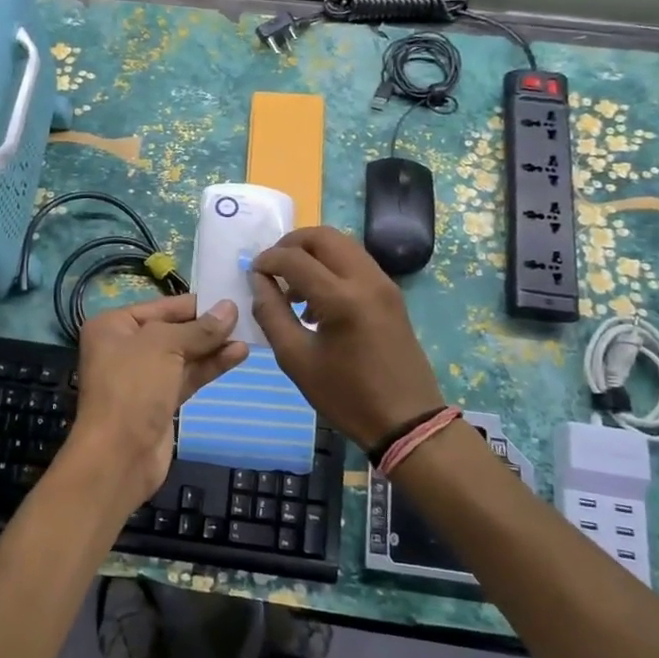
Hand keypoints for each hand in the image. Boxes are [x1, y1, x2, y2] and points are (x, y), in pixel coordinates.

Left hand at [58, 294, 248, 511]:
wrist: (119, 455)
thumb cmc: (133, 386)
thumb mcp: (165, 346)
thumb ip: (200, 329)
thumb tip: (230, 308)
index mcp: (113, 326)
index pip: (161, 306)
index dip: (195, 303)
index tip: (229, 297)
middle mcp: (125, 348)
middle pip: (173, 330)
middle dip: (207, 325)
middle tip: (245, 315)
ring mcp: (143, 377)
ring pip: (184, 355)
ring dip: (214, 346)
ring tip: (248, 335)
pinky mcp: (160, 401)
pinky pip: (188, 376)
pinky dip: (211, 366)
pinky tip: (237, 355)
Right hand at [250, 226, 444, 451]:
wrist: (406, 420)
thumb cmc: (346, 395)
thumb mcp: (296, 359)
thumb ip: (271, 314)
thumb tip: (258, 282)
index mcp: (341, 299)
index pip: (295, 259)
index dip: (267, 260)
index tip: (252, 273)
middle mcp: (366, 279)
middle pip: (323, 236)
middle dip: (291, 244)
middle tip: (272, 267)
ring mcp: (383, 283)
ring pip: (342, 244)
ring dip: (312, 253)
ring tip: (293, 283)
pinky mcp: (391, 292)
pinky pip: (356, 261)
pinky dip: (331, 264)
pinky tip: (317, 296)